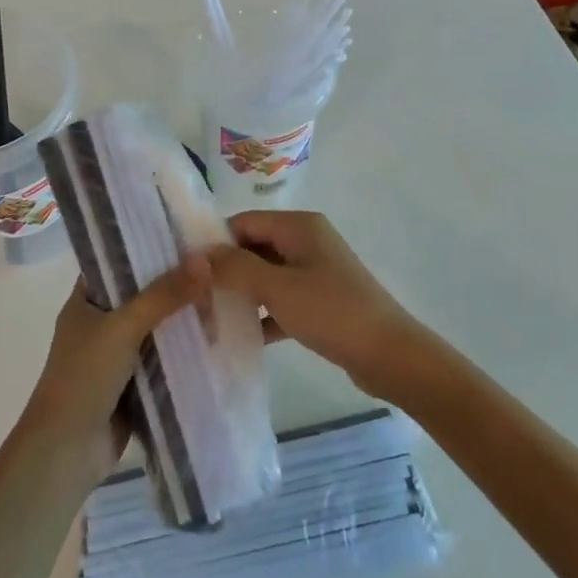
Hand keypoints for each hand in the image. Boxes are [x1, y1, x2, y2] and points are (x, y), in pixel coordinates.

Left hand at [17, 259, 211, 480]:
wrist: (67, 452)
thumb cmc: (84, 377)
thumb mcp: (123, 327)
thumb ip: (163, 295)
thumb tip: (204, 261)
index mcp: (85, 301)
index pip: (117, 262)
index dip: (148, 249)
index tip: (186, 238)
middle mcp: (99, 323)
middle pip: (143, 296)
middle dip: (175, 287)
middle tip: (216, 271)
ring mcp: (116, 356)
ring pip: (156, 329)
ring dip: (183, 321)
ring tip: (223, 300)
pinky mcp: (133, 385)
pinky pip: (163, 360)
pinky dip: (183, 353)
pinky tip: (215, 340)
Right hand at [206, 211, 426, 397]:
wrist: (391, 356)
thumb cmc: (332, 312)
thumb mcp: (277, 287)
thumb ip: (234, 268)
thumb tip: (195, 255)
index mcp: (298, 226)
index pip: (243, 222)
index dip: (214, 242)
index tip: (186, 269)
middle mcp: (306, 241)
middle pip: (254, 247)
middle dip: (225, 270)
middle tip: (193, 296)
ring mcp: (315, 272)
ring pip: (266, 275)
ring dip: (242, 294)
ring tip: (208, 316)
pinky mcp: (321, 301)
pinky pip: (282, 300)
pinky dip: (263, 314)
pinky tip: (240, 336)